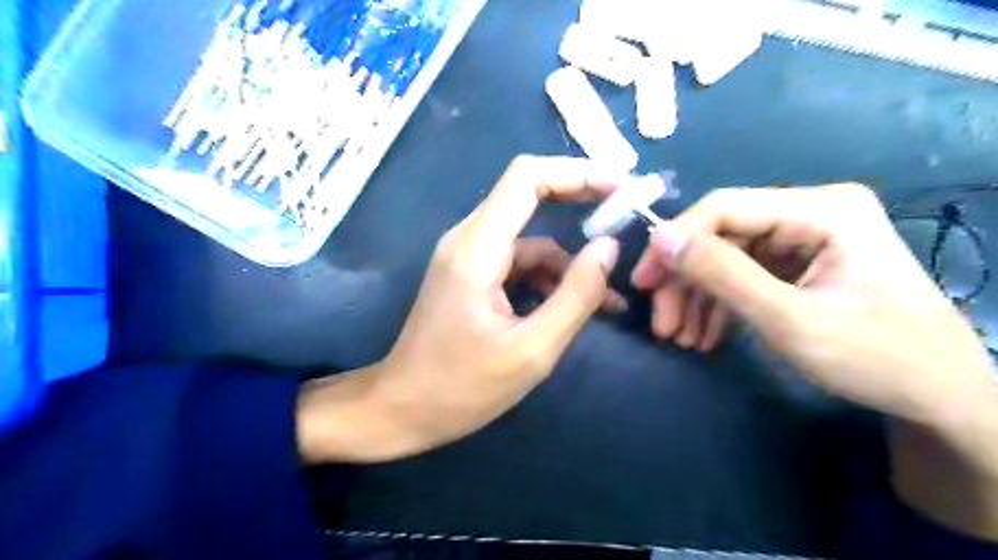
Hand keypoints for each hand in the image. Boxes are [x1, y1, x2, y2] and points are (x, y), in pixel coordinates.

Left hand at [297, 156, 620, 460]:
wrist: (402, 410)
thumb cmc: (461, 387)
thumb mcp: (531, 350)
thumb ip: (575, 295)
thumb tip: (609, 247)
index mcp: (477, 247)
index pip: (527, 177)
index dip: (577, 172)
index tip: (621, 187)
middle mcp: (469, 239)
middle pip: (529, 196)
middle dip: (580, 205)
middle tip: (626, 223)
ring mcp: (468, 258)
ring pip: (529, 240)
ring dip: (567, 262)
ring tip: (605, 299)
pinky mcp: (471, 277)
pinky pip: (518, 264)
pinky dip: (547, 279)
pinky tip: (570, 309)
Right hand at [631, 181, 997, 538]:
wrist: (938, 400)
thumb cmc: (875, 359)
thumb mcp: (789, 320)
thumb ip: (723, 274)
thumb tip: (660, 238)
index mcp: (821, 210)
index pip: (724, 207)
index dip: (675, 240)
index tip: (644, 281)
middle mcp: (809, 213)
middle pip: (721, 235)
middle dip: (685, 281)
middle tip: (662, 324)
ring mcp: (803, 239)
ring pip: (725, 258)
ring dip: (696, 298)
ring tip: (680, 338)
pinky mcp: (796, 265)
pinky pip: (741, 275)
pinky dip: (717, 305)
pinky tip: (704, 336)